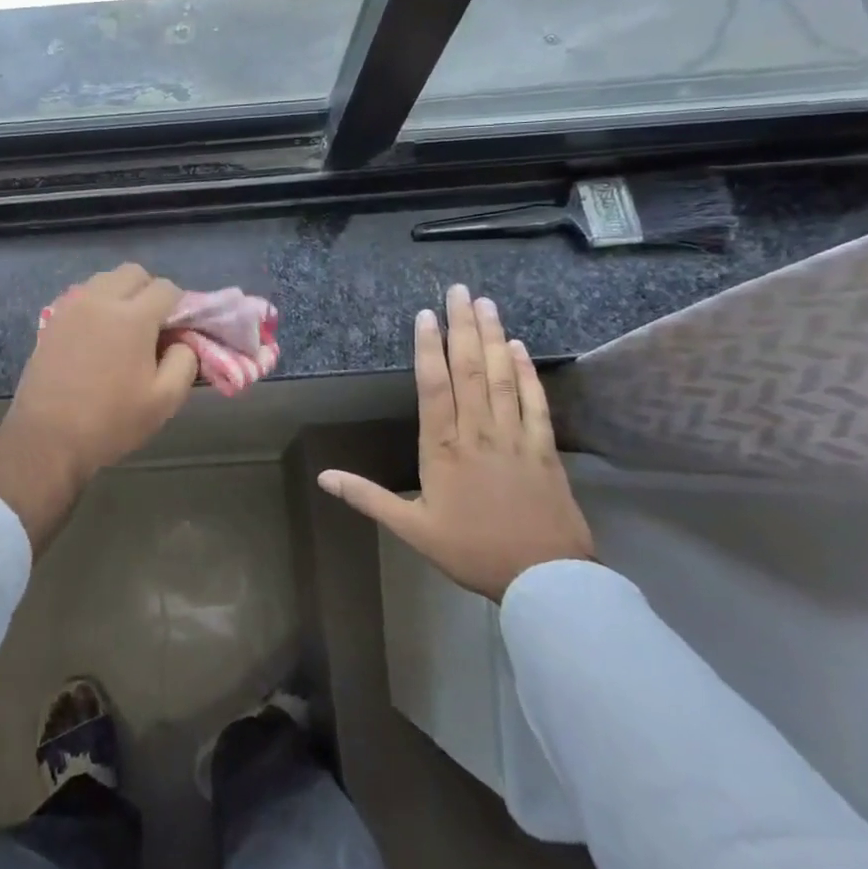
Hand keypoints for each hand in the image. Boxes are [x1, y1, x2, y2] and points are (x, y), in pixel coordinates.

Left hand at [0, 265, 198, 550]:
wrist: (47, 438)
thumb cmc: (111, 422)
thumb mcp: (164, 401)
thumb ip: (185, 361)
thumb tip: (182, 340)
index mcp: (132, 317)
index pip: (166, 288)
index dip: (179, 307)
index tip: (177, 332)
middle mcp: (100, 300)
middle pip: (133, 273)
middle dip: (149, 291)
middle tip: (152, 327)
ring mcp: (71, 307)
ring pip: (104, 280)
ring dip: (120, 294)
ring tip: (122, 331)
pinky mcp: (51, 320)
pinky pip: (81, 296)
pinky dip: (95, 304)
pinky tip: (96, 336)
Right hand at [318, 285, 592, 601]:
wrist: (543, 578)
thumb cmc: (471, 550)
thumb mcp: (411, 528)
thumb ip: (367, 497)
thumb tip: (323, 477)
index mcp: (443, 448)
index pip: (434, 386)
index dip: (429, 347)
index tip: (427, 314)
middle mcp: (478, 432)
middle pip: (470, 369)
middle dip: (463, 327)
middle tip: (459, 290)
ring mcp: (515, 437)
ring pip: (502, 377)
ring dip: (494, 337)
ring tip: (487, 304)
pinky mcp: (544, 447)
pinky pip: (535, 402)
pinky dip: (527, 372)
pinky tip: (520, 347)